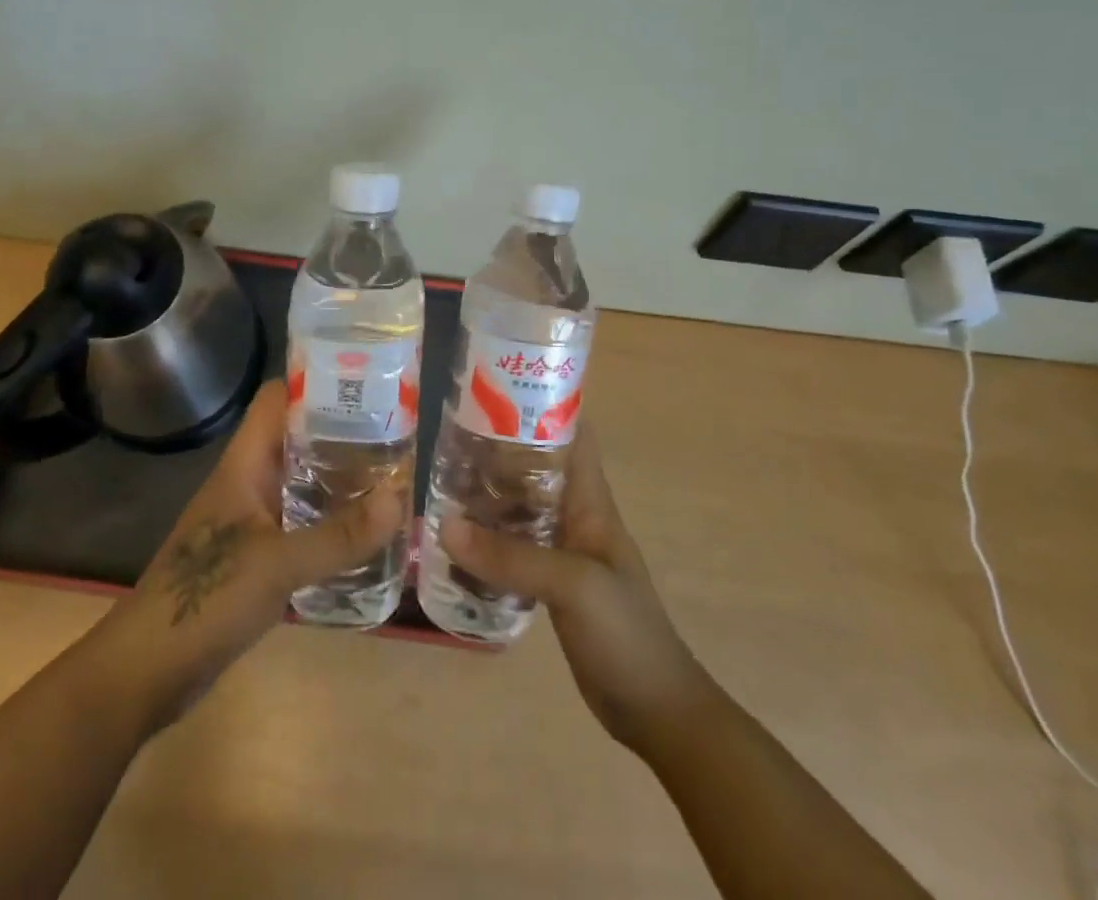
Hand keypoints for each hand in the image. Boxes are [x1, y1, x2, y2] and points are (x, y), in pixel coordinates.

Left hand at [91, 379, 406, 733]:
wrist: (145, 671)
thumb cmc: (205, 598)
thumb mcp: (278, 564)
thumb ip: (339, 535)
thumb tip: (399, 498)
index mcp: (244, 464)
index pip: (278, 399)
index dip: (316, 383)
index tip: (366, 384)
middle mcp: (248, 482)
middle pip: (297, 439)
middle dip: (342, 435)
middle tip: (396, 437)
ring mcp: (250, 521)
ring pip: (300, 484)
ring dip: (339, 482)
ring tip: (390, 480)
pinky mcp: (254, 558)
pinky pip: (299, 524)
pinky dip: (329, 523)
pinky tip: (363, 535)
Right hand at [441, 423, 707, 754]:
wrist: (655, 710)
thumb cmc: (625, 633)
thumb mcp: (572, 585)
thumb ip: (511, 556)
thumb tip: (444, 524)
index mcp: (591, 501)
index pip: (573, 434)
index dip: (543, 403)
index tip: (498, 387)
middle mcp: (576, 516)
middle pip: (536, 467)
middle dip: (498, 448)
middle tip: (451, 435)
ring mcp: (564, 550)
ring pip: (521, 507)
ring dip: (488, 494)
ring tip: (441, 480)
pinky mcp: (551, 583)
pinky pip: (514, 548)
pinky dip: (487, 539)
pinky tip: (455, 541)